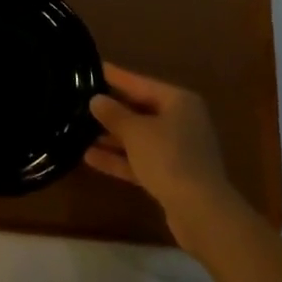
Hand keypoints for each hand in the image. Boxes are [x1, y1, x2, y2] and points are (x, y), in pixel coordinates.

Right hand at [87, 64, 240, 236]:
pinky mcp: (173, 177)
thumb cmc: (169, 158)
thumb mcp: (135, 131)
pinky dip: (120, 159)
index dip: (115, 77)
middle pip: (141, 110)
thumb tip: (96, 100)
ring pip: (140, 138)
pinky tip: (90, 157)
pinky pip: (142, 160)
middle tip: (81, 100)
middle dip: (112, 110)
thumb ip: (114, 114)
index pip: (140, 83)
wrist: (202, 213)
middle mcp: (181, 121)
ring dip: (112, 137)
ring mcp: (178, 151)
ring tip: (79, 130)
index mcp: (178, 101)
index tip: (93, 67)